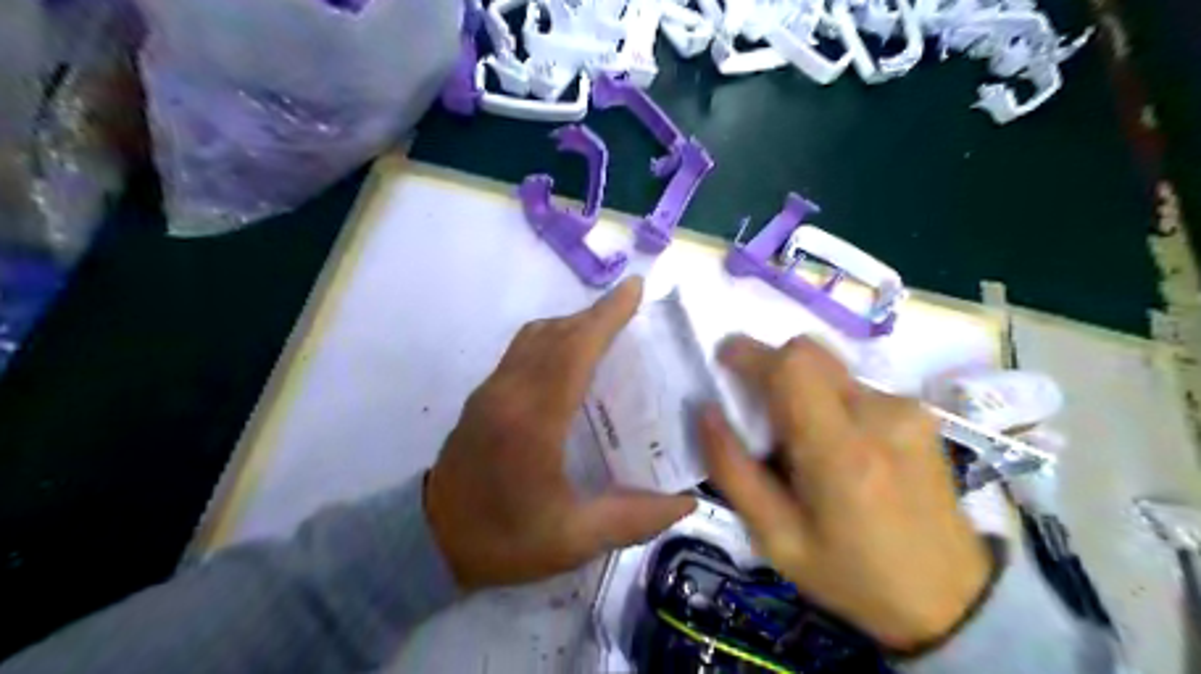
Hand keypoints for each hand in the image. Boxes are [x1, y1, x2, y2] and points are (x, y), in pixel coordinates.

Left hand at [430, 277, 695, 590]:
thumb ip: (632, 518)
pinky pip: (522, 349)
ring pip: (535, 336)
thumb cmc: (503, 541)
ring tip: (605, 330)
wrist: (429, 542)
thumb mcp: (573, 540)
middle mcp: (509, 393)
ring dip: (572, 324)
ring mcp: (491, 390)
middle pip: (555, 334)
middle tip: (631, 309)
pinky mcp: (483, 395)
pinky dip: (552, 338)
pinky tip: (571, 358)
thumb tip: (685, 503)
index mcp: (533, 422)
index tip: (634, 289)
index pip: (574, 351)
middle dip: (595, 314)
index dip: (606, 316)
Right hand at [701, 336, 988, 652]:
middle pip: (810, 353)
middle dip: (771, 366)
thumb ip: (733, 471)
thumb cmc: (852, 574)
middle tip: (754, 408)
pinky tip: (835, 447)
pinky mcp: (918, 412)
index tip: (723, 360)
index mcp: (841, 452)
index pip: (793, 366)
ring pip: (829, 368)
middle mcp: (879, 414)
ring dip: (800, 387)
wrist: (949, 598)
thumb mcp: (776, 539)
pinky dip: (828, 399)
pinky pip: (853, 385)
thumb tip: (705, 411)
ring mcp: (906, 409)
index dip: (751, 353)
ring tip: (799, 441)